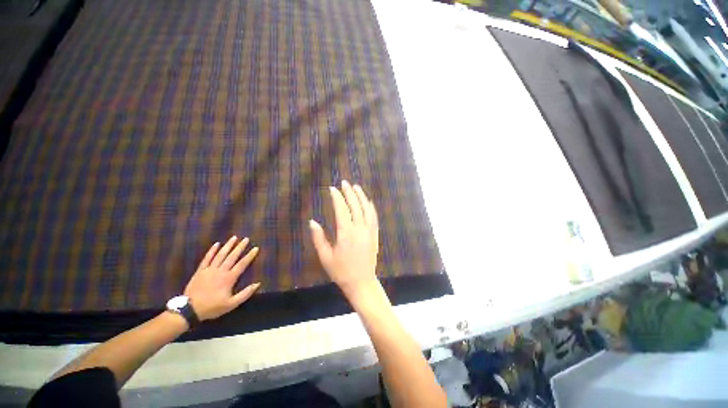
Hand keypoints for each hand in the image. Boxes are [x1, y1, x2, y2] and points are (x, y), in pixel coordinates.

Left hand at [184, 236, 260, 320]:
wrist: (189, 310)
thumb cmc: (212, 307)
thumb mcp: (231, 304)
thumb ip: (245, 294)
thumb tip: (258, 284)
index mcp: (229, 278)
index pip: (242, 264)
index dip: (250, 256)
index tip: (256, 248)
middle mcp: (221, 271)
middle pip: (232, 256)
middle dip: (240, 247)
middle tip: (246, 239)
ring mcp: (210, 269)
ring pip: (220, 255)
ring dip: (228, 245)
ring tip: (234, 237)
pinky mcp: (200, 270)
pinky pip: (207, 258)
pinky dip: (212, 251)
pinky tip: (216, 244)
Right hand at [309, 181, 379, 301]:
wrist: (362, 282)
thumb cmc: (341, 271)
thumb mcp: (326, 257)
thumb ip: (319, 238)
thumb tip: (312, 222)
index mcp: (345, 233)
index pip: (341, 209)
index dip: (337, 197)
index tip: (332, 189)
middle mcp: (359, 229)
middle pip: (355, 206)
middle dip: (349, 192)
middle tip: (344, 183)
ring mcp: (369, 231)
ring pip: (366, 209)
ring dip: (361, 196)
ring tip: (356, 187)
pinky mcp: (375, 235)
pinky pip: (374, 217)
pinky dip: (371, 207)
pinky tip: (368, 201)